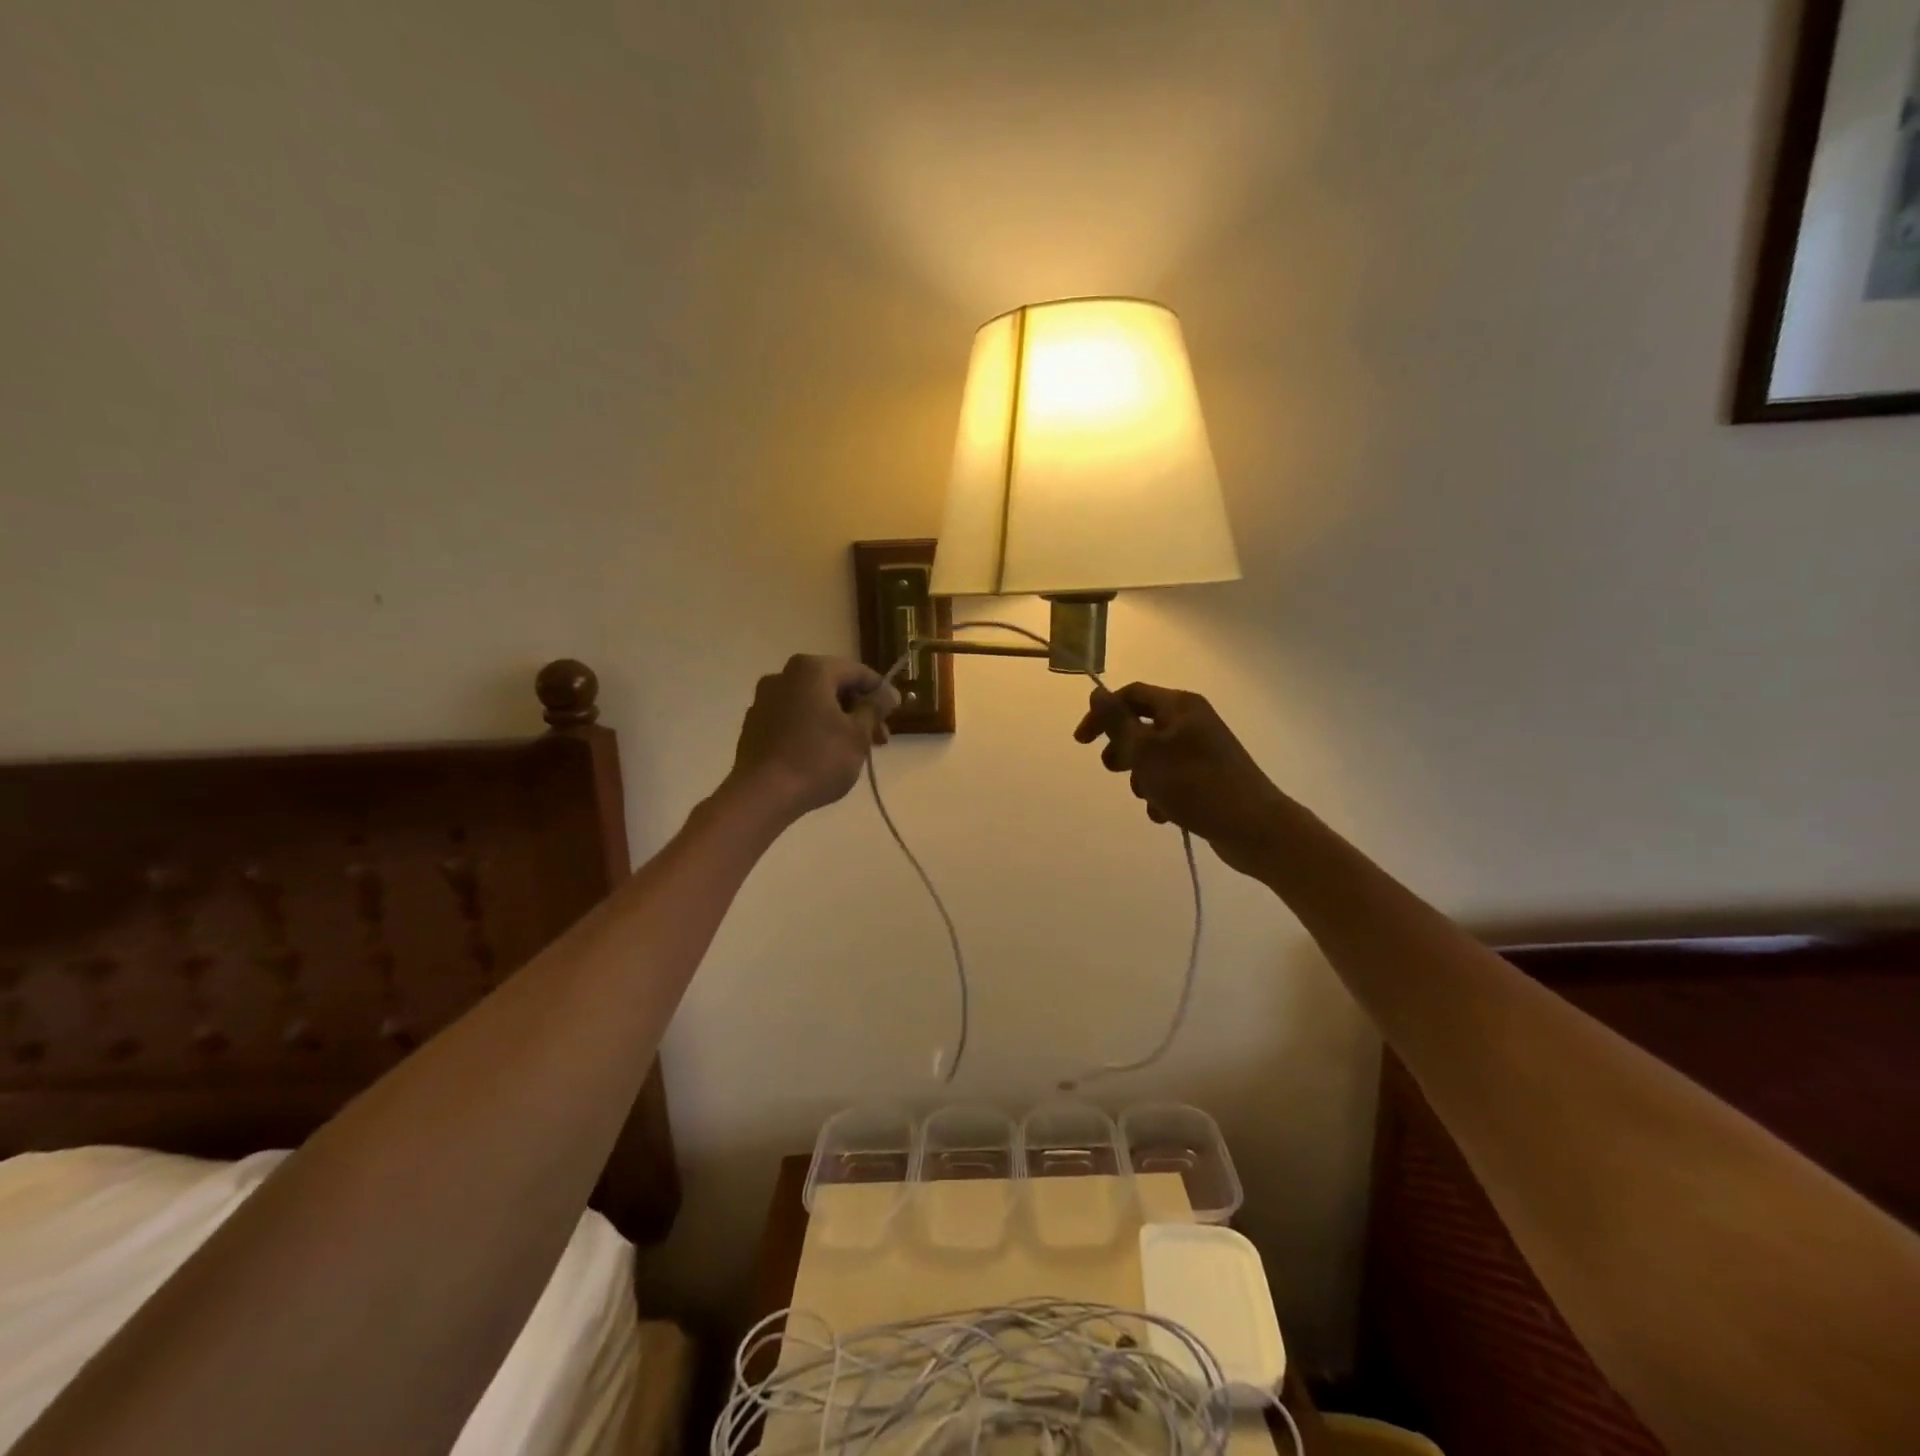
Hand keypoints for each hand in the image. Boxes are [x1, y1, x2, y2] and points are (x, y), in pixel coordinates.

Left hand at [728, 655, 899, 823]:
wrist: (762, 795)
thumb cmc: (818, 759)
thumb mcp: (858, 735)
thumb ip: (874, 708)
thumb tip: (887, 694)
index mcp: (811, 670)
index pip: (857, 672)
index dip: (880, 691)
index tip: (895, 713)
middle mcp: (783, 676)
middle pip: (833, 686)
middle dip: (859, 710)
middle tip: (879, 738)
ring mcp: (765, 700)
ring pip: (813, 703)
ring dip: (838, 721)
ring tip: (855, 750)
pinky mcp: (755, 724)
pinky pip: (794, 718)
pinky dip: (814, 729)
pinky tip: (825, 755)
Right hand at [1074, 683, 1290, 875]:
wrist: (1254, 828)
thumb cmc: (1195, 784)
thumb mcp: (1146, 751)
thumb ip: (1117, 722)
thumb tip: (1097, 693)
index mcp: (1180, 706)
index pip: (1131, 695)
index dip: (1102, 714)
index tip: (1082, 742)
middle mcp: (1192, 721)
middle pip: (1141, 726)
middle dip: (1123, 750)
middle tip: (1116, 770)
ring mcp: (1202, 750)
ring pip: (1154, 757)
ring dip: (1142, 778)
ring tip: (1149, 798)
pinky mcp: (1207, 777)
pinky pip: (1171, 779)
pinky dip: (1162, 794)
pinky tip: (1165, 814)